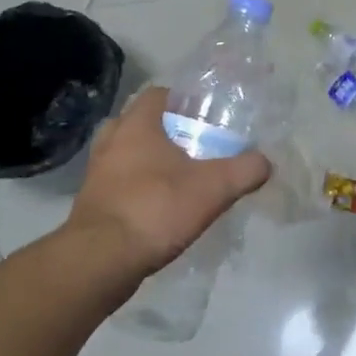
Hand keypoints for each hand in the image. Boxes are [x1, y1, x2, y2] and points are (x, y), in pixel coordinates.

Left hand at [66, 87, 272, 284]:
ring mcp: (96, 173)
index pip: (157, 94)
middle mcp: (111, 141)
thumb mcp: (214, 188)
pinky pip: (116, 183)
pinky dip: (134, 188)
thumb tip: (265, 162)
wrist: (101, 261)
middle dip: (162, 130)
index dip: (181, 100)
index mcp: (137, 125)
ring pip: (123, 153)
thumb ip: (244, 170)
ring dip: (145, 160)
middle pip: (137, 122)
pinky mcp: (91, 203)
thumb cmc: (155, 209)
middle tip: (189, 144)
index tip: (203, 115)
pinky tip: (157, 206)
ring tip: (175, 176)